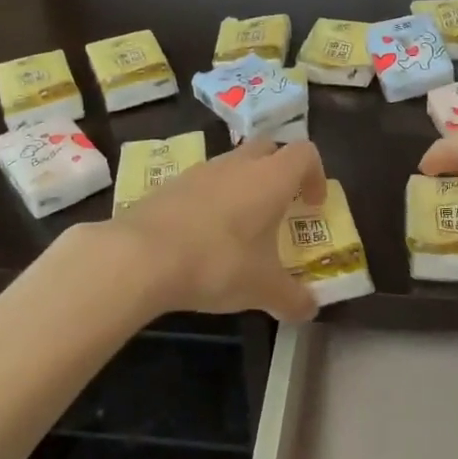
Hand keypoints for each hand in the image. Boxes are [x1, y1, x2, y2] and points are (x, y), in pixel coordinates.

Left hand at [100, 139, 326, 321]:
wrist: (141, 256)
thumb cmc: (217, 262)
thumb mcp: (262, 288)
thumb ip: (292, 298)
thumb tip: (310, 310)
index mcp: (271, 178)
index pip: (306, 153)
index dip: (316, 175)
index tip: (312, 205)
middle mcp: (239, 163)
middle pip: (270, 148)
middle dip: (281, 172)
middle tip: (281, 207)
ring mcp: (202, 170)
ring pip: (234, 164)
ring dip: (245, 185)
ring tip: (241, 227)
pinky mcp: (171, 183)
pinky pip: (204, 182)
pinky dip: (213, 199)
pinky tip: (204, 236)